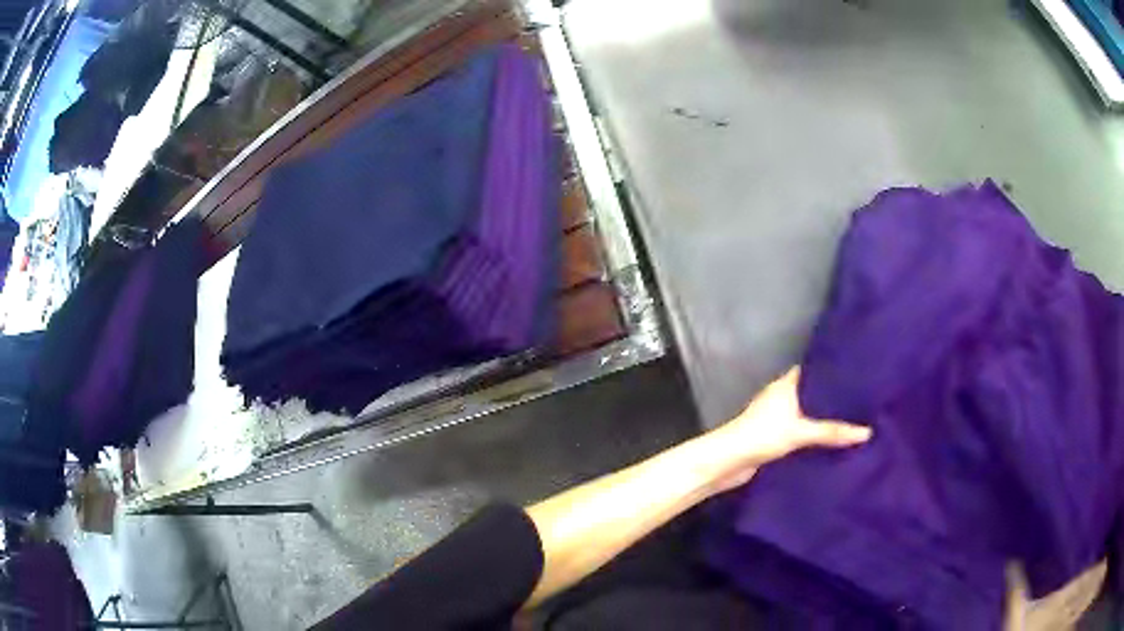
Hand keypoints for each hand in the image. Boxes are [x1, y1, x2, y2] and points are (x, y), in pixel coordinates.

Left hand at [702, 367, 871, 492]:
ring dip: (823, 418)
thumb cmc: (762, 435)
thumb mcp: (801, 431)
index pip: (813, 370)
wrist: (727, 463)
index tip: (857, 372)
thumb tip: (867, 432)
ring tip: (854, 419)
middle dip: (832, 397)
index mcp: (786, 384)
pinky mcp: (774, 437)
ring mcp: (777, 417)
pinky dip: (814, 435)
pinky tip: (832, 442)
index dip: (832, 370)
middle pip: (812, 393)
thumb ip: (833, 431)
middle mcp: (781, 396)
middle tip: (862, 400)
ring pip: (806, 414)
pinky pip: (800, 432)